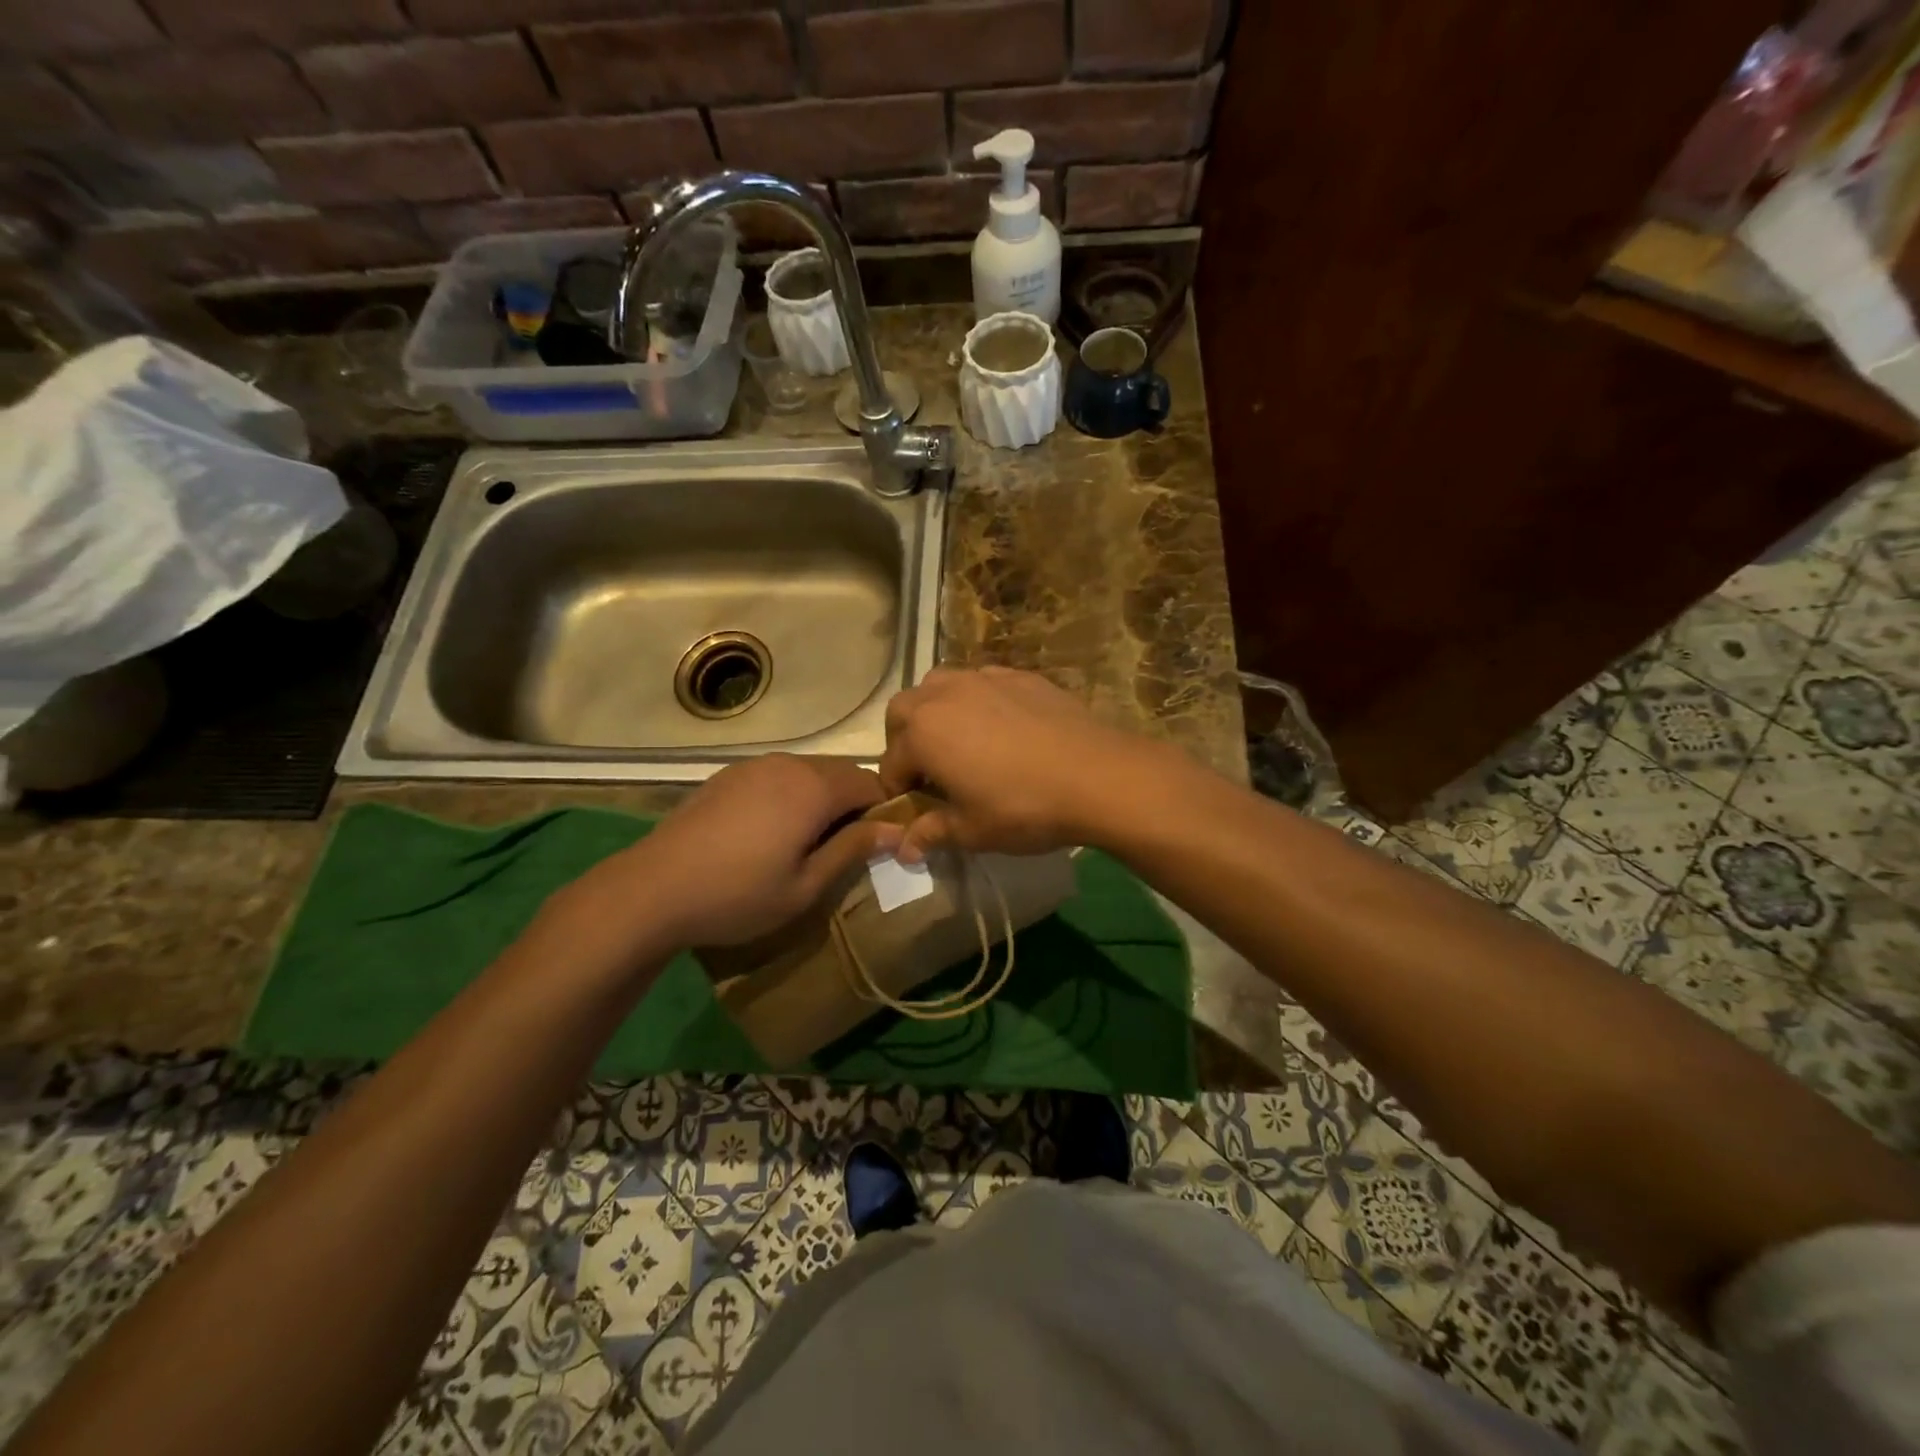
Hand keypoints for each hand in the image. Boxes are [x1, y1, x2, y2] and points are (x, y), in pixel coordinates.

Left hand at [559, 755, 901, 955]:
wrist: (652, 889)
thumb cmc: (739, 894)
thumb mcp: (806, 885)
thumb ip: (853, 849)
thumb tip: (897, 830)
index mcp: (814, 787)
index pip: (872, 785)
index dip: (884, 813)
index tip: (880, 846)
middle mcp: (788, 764)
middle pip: (842, 773)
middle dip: (854, 804)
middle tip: (845, 849)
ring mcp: (755, 765)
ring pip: (809, 772)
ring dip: (822, 799)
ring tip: (807, 842)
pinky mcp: (728, 775)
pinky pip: (778, 776)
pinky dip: (791, 795)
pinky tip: (770, 832)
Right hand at [878, 666, 1178, 860]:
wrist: (1096, 775)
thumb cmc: (1023, 808)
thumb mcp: (972, 831)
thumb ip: (932, 832)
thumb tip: (905, 848)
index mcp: (922, 734)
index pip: (891, 764)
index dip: (897, 792)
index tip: (914, 810)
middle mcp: (943, 695)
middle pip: (903, 711)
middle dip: (905, 739)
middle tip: (930, 770)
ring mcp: (983, 679)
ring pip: (940, 685)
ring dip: (936, 711)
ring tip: (961, 742)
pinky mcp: (1019, 675)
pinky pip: (981, 682)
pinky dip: (977, 701)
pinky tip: (1002, 728)